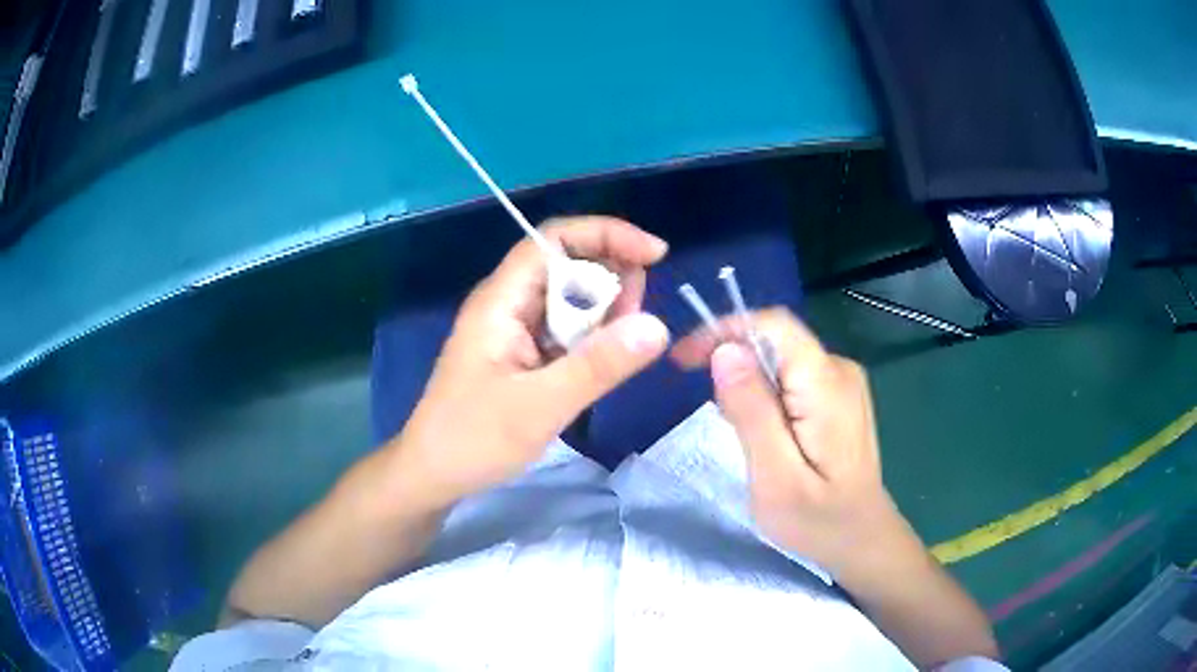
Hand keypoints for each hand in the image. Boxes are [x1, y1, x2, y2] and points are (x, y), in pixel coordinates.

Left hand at [391, 216, 670, 504]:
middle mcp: (508, 303)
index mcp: (502, 300)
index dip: (607, 235)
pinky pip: (565, 329)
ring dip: (605, 310)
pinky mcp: (521, 353)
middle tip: (639, 318)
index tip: (655, 255)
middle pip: (567, 263)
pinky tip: (605, 361)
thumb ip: (598, 366)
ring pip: (570, 298)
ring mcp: (513, 328)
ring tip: (625, 345)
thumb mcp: (540, 406)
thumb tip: (657, 326)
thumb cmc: (473, 440)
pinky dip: (592, 337)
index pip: (554, 239)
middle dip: (612, 276)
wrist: (432, 474)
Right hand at [671, 308, 911, 576]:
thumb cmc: (818, 520)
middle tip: (713, 414)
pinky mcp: (839, 396)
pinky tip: (763, 434)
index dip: (724, 329)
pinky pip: (792, 377)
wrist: (863, 540)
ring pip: (781, 359)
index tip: (684, 361)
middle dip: (733, 361)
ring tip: (738, 432)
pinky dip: (765, 395)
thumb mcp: (775, 477)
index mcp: (827, 383)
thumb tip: (724, 351)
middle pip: (775, 340)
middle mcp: (839, 369)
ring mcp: (843, 381)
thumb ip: (752, 412)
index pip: (773, 324)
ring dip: (749, 383)